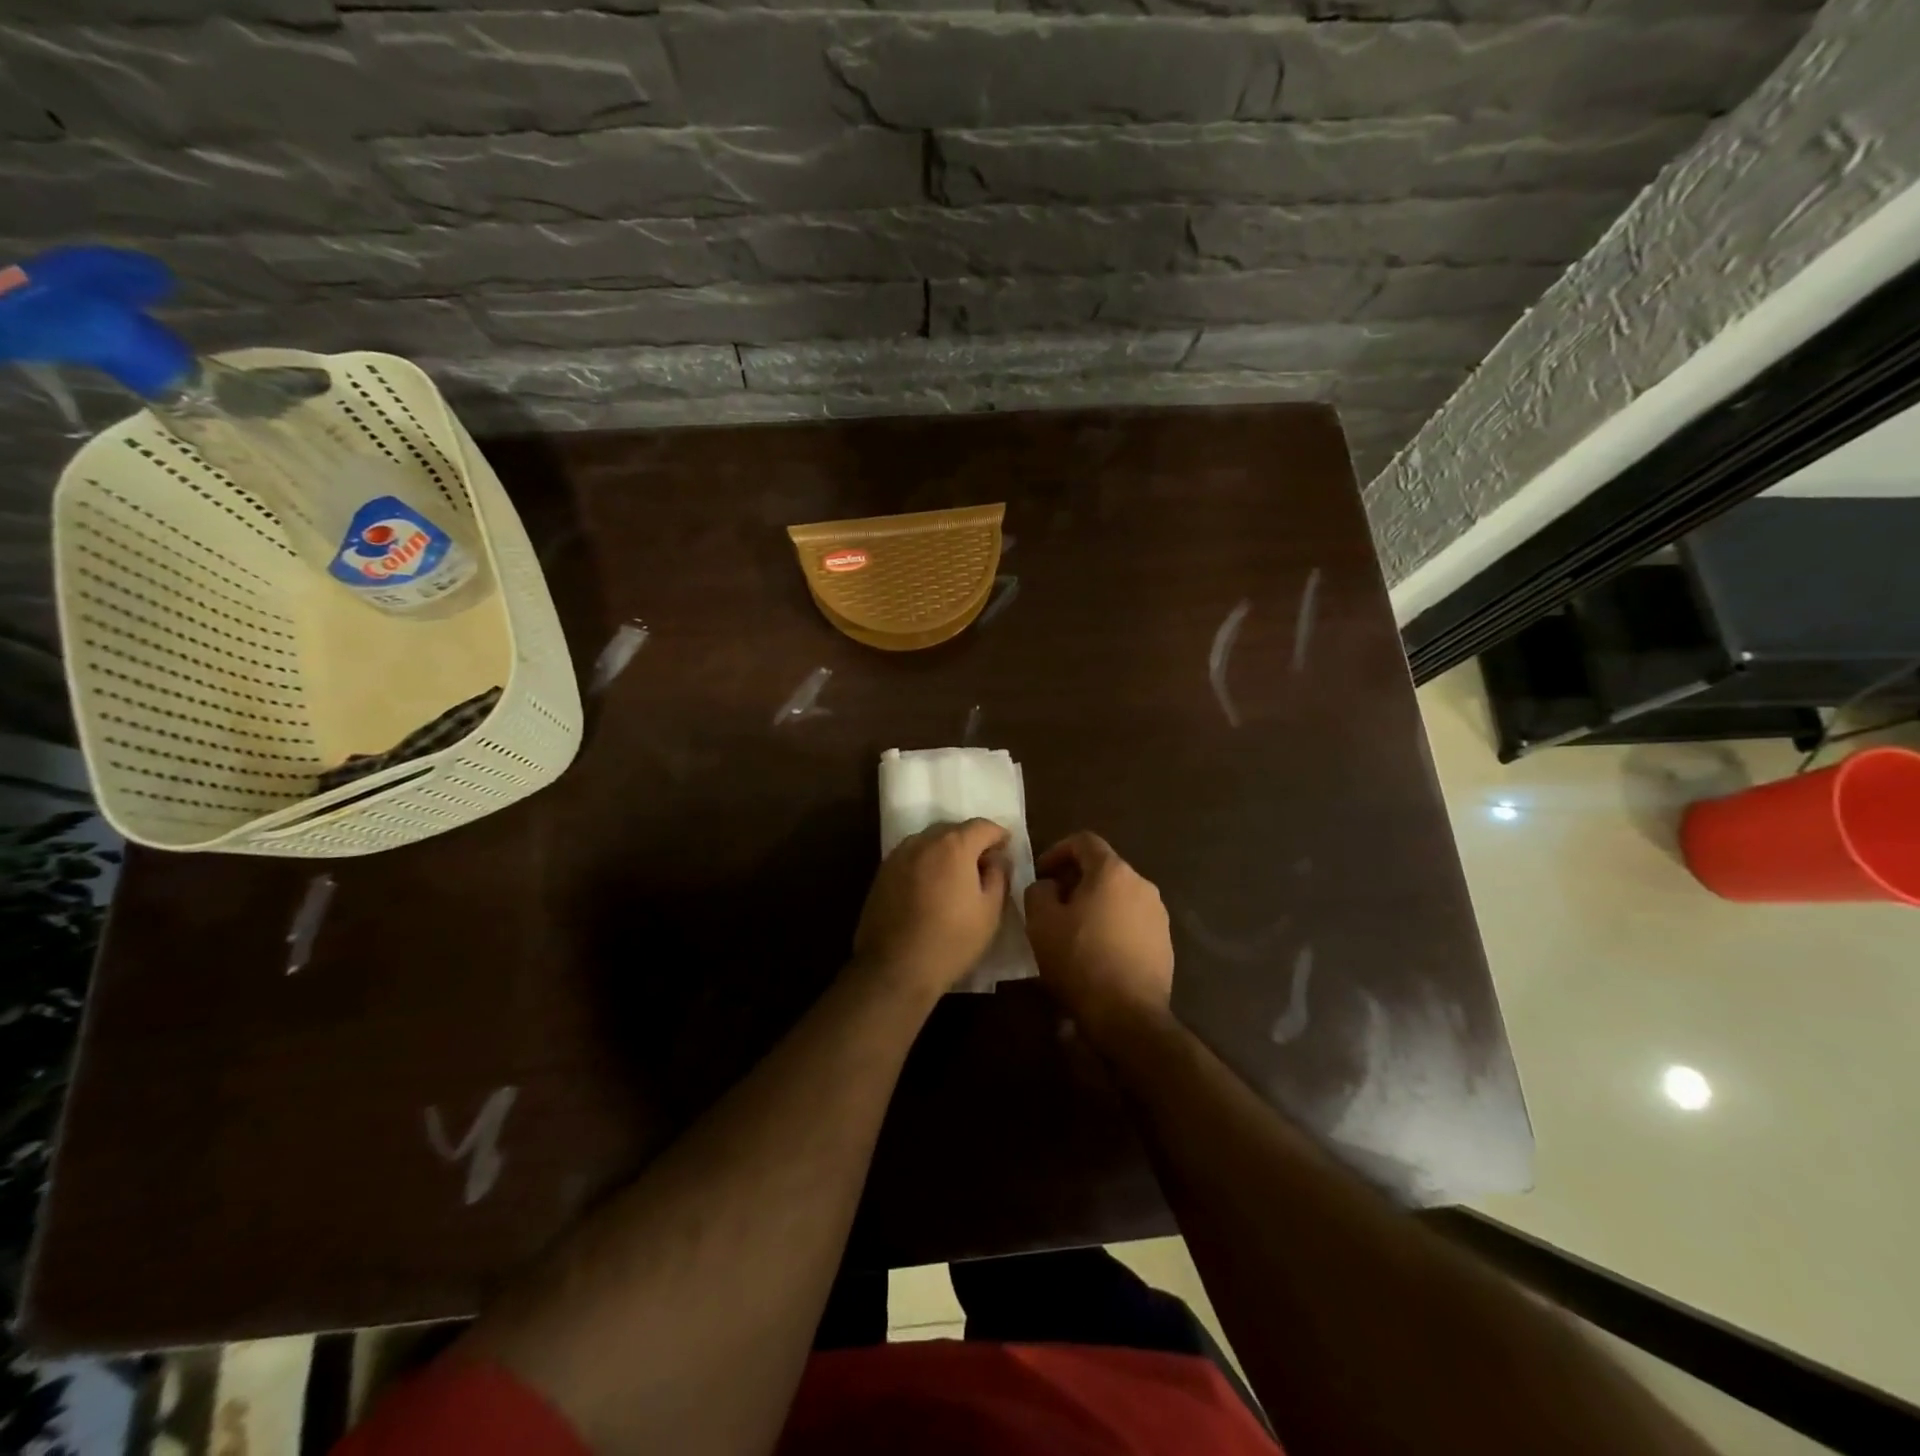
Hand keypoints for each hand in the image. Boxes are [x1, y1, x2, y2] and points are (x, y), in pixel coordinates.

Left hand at [853, 819, 1011, 1000]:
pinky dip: (926, 862)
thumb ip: (998, 875)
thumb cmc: (952, 941)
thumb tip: (997, 858)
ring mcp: (898, 855)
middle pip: (954, 830)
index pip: (982, 826)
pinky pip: (911, 856)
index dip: (999, 835)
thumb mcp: (990, 911)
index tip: (1007, 848)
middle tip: (984, 864)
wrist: (895, 968)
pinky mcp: (882, 873)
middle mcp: (923, 841)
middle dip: (971, 841)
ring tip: (956, 876)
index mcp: (954, 845)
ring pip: (930, 841)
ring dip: (946, 851)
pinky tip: (930, 887)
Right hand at [1024, 832, 1173, 1038]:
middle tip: (1052, 903)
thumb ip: (1039, 891)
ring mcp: (1158, 914)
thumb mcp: (1041, 922)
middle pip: (1103, 869)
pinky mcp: (1165, 942)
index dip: (1057, 851)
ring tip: (1072, 930)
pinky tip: (1096, 952)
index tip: (1040, 874)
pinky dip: (1112, 926)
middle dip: (1075, 880)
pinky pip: (1132, 921)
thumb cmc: (1080, 960)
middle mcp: (1142, 885)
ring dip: (1094, 904)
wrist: (1128, 1016)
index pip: (1084, 841)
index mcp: (1113, 872)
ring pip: (1119, 896)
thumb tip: (1050, 886)